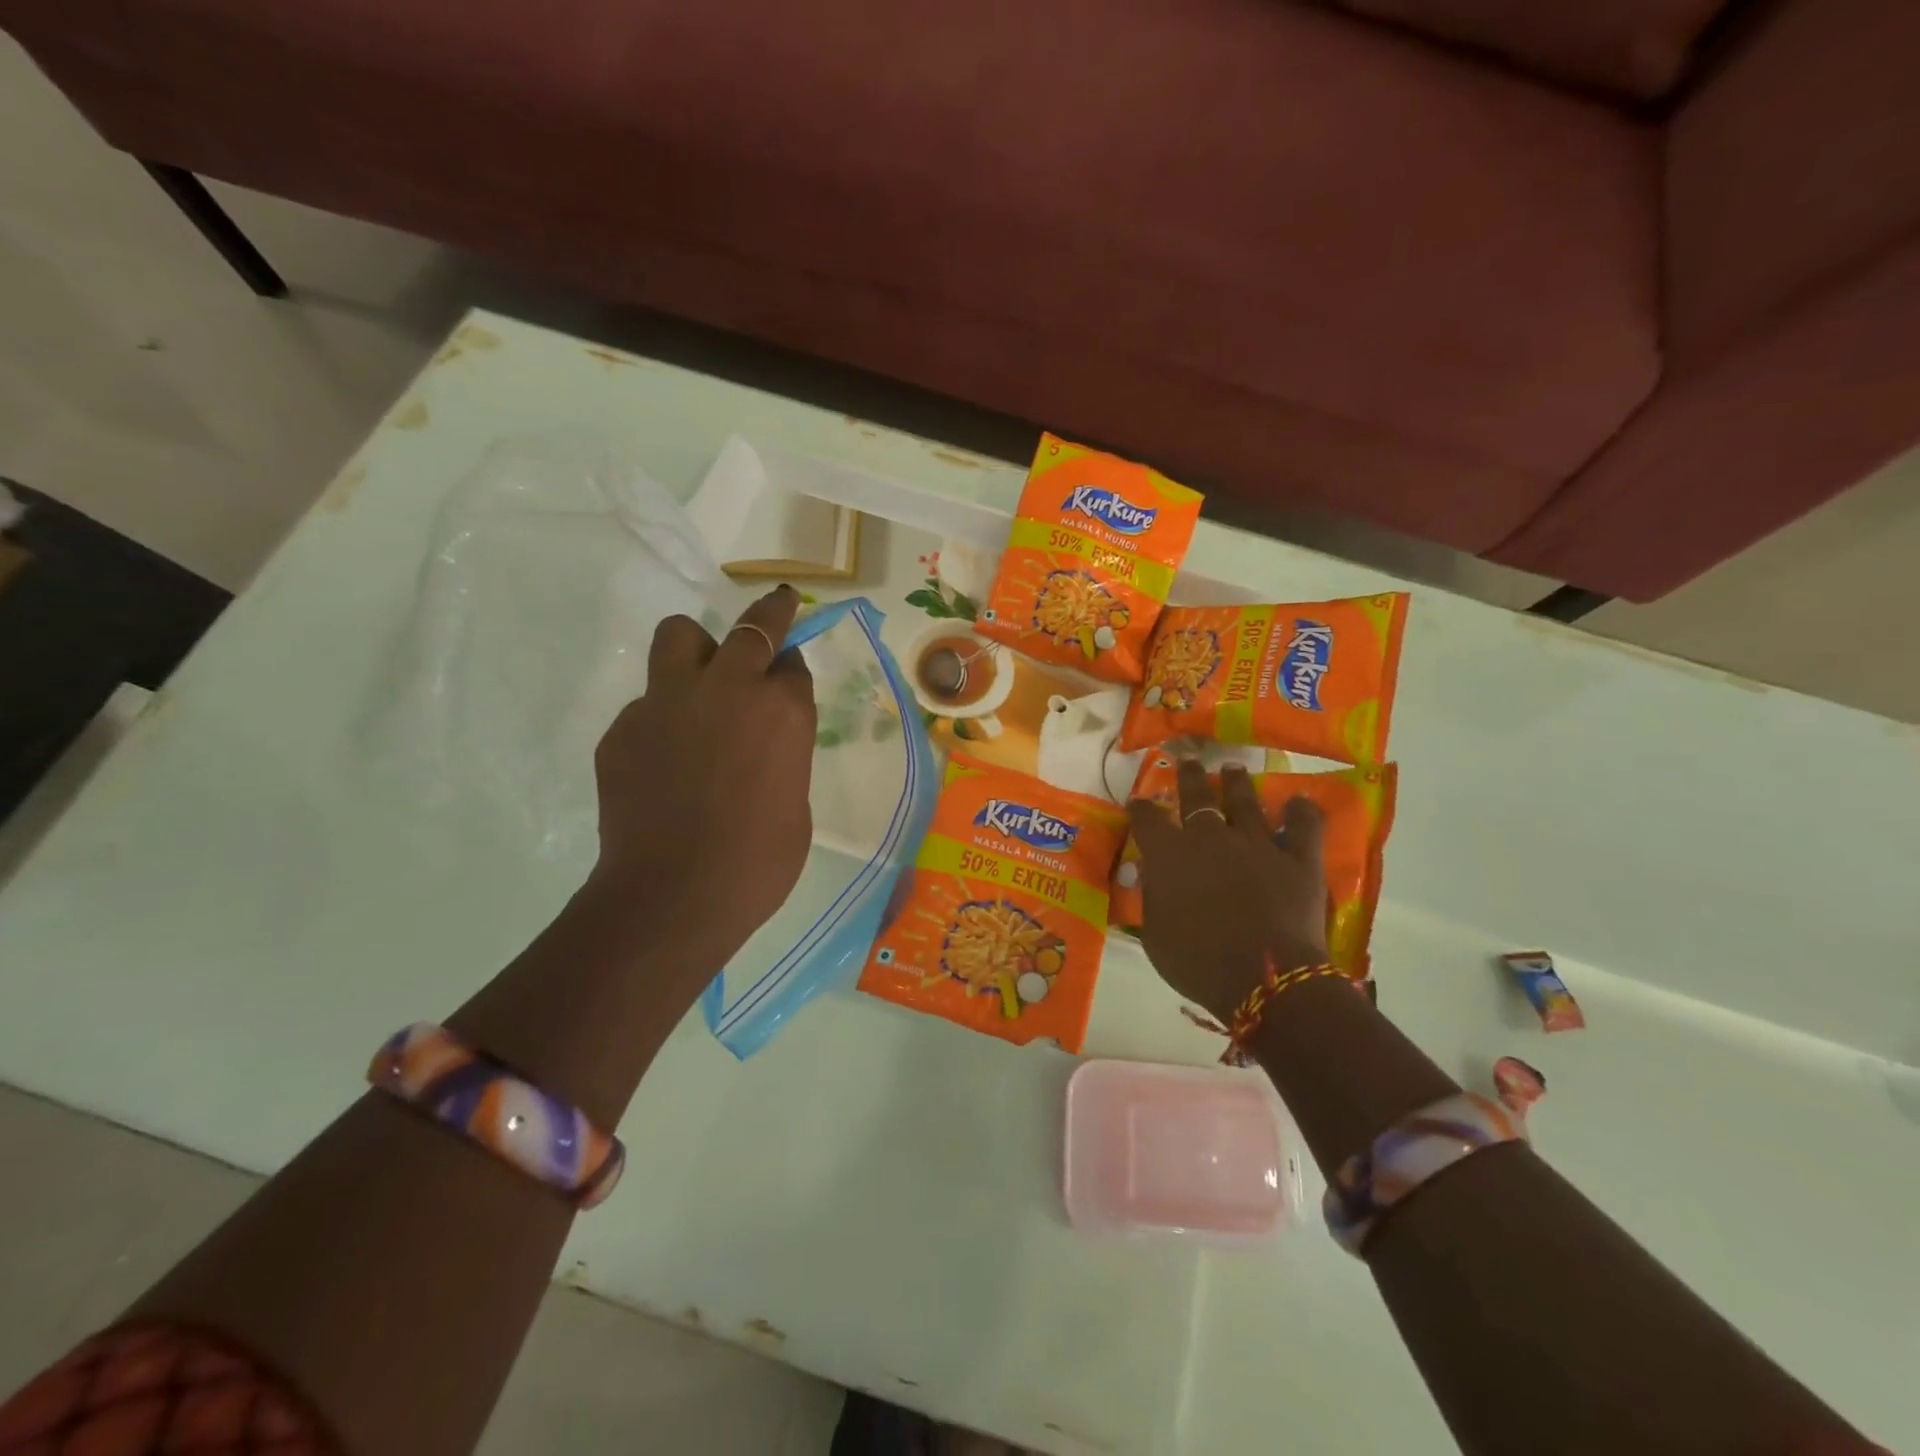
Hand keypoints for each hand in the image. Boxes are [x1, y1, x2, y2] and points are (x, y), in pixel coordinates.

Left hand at [585, 586, 815, 978]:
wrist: (674, 896)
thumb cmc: (758, 862)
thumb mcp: (795, 803)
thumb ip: (783, 756)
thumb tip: (761, 745)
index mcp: (783, 710)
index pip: (792, 663)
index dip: (791, 669)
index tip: (788, 676)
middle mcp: (728, 688)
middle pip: (752, 626)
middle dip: (770, 613)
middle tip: (776, 608)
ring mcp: (668, 701)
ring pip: (679, 636)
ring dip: (697, 648)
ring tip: (700, 679)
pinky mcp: (624, 727)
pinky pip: (646, 703)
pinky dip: (660, 718)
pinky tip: (663, 763)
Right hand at [1127, 760, 1328, 1021]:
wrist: (1265, 979)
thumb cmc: (1199, 964)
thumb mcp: (1156, 936)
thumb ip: (1154, 898)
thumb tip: (1153, 876)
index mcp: (1170, 855)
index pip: (1148, 819)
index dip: (1141, 809)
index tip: (1139, 803)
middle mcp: (1211, 838)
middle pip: (1197, 796)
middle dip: (1190, 776)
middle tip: (1189, 761)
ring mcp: (1257, 843)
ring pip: (1245, 801)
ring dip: (1237, 783)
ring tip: (1233, 769)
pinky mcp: (1298, 858)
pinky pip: (1304, 826)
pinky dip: (1302, 813)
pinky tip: (1300, 803)